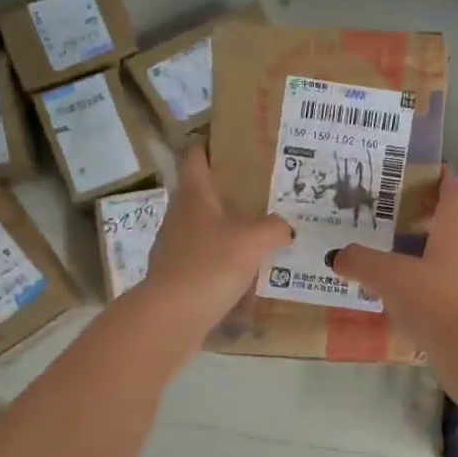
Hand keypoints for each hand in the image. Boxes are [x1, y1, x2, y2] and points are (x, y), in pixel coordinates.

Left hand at [134, 145, 292, 338]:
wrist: (172, 315)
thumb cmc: (211, 264)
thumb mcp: (254, 240)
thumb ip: (274, 228)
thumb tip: (285, 227)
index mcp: (194, 194)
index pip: (196, 156)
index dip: (210, 144)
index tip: (232, 141)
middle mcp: (179, 214)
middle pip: (201, 192)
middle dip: (227, 189)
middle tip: (261, 190)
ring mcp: (174, 245)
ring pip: (203, 226)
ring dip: (225, 226)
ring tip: (258, 230)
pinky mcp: (176, 274)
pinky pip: (203, 257)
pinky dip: (221, 257)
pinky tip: (243, 269)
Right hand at [329, 168, 457, 355]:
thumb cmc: (435, 302)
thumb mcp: (390, 276)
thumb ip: (362, 262)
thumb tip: (337, 254)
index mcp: (453, 234)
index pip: (452, 196)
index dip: (445, 179)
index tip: (436, 167)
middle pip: (448, 227)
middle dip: (424, 218)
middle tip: (393, 214)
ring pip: (443, 259)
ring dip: (420, 254)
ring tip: (388, 255)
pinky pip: (440, 288)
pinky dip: (421, 285)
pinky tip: (397, 296)